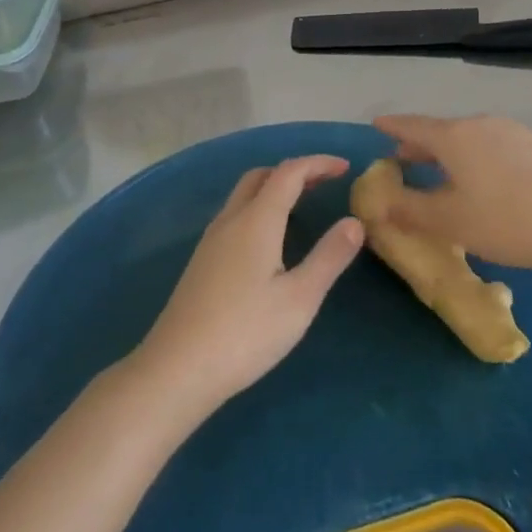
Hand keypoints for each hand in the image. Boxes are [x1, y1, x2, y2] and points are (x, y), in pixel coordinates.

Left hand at [129, 156, 363, 423]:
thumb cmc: (246, 333)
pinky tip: (270, 241)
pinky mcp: (202, 261)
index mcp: (256, 220)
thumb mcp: (300, 299)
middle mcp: (230, 220)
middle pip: (261, 176)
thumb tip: (354, 221)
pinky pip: (235, 216)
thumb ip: (329, 257)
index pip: (289, 173)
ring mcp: (211, 240)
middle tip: (324, 184)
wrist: (178, 368)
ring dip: (274, 189)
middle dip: (294, 172)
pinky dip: (259, 209)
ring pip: (244, 195)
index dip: (318, 164)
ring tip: (302, 206)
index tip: (345, 167)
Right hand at [371, 114, 531, 273]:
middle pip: (441, 131)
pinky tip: (483, 183)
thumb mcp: (453, 222)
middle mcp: (481, 125)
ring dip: (447, 154)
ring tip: (440, 173)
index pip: (412, 126)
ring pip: (468, 139)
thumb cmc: (513, 220)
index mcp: (455, 136)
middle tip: (400, 159)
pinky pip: (492, 148)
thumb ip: (411, 211)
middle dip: (418, 146)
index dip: (391, 127)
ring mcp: (514, 133)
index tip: (375, 124)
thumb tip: (378, 204)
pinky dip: (474, 159)